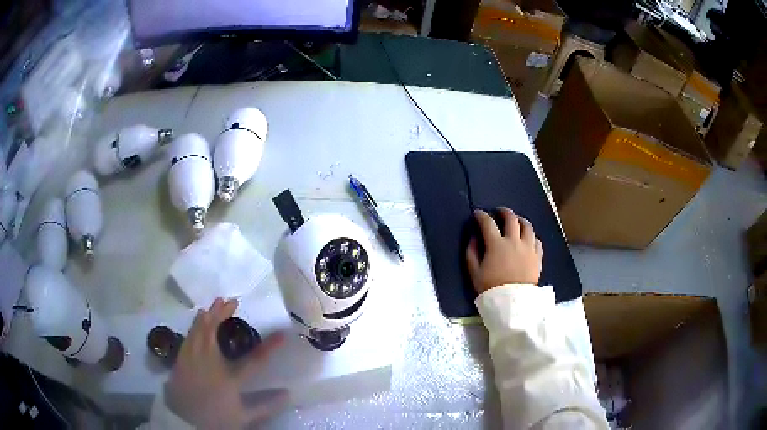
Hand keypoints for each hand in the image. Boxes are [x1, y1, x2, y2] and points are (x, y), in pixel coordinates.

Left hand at [165, 298, 287, 428]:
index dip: (270, 346)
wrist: (184, 422)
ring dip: (207, 315)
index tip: (282, 334)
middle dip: (222, 314)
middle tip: (231, 301)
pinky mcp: (181, 360)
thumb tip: (288, 394)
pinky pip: (188, 337)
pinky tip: (197, 320)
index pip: (255, 360)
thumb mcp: (243, 418)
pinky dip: (195, 325)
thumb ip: (266, 406)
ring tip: (214, 304)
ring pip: (198, 330)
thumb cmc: (215, 419)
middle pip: (214, 332)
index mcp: (229, 378)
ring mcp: (192, 359)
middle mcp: (209, 363)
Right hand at [466, 208, 542, 293]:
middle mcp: (514, 241)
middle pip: (511, 219)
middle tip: (499, 212)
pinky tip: (528, 239)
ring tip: (516, 221)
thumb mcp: (474, 273)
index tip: (478, 214)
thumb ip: (471, 253)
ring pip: (527, 226)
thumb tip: (473, 238)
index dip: (481, 216)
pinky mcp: (538, 257)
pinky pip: (537, 241)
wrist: (512, 303)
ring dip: (520, 220)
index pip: (488, 223)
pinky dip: (531, 236)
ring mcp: (528, 248)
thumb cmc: (491, 288)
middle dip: (503, 212)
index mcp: (496, 244)